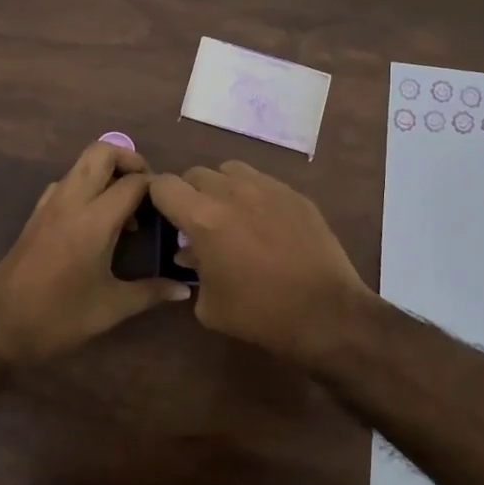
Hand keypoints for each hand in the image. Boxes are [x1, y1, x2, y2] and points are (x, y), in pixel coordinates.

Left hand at [0, 141, 191, 365]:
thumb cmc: (58, 319)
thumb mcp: (111, 308)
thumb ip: (151, 292)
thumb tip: (184, 290)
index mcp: (94, 221)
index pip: (134, 182)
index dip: (158, 187)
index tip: (172, 206)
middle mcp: (71, 202)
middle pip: (102, 151)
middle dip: (130, 160)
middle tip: (147, 191)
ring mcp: (49, 205)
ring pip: (81, 164)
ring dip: (107, 173)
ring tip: (126, 209)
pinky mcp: (35, 215)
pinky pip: (66, 183)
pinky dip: (86, 187)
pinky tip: (96, 222)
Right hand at [149, 161, 374, 362]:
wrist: (325, 312)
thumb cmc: (259, 314)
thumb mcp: (210, 305)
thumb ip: (194, 270)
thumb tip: (192, 253)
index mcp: (203, 218)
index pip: (164, 185)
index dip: (158, 199)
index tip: (165, 217)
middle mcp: (231, 192)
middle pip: (196, 174)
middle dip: (190, 195)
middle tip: (199, 223)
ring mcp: (267, 188)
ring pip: (230, 170)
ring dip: (222, 188)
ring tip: (232, 215)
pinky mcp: (294, 193)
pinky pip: (262, 181)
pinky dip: (254, 195)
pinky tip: (265, 223)